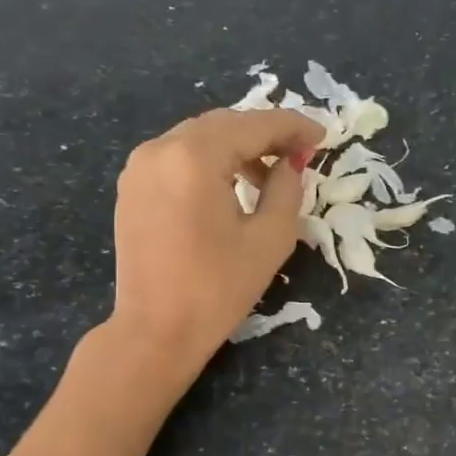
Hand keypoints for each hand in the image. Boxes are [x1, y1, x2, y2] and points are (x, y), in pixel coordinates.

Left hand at [107, 108, 320, 377]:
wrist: (156, 331)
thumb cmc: (218, 289)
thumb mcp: (270, 239)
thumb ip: (286, 189)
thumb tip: (290, 163)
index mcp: (194, 157)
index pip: (253, 125)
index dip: (293, 126)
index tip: (322, 135)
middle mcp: (160, 148)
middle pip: (224, 124)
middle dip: (265, 134)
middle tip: (300, 152)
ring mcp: (140, 166)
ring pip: (199, 138)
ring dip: (237, 148)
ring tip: (269, 174)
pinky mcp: (132, 187)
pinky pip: (178, 157)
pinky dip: (210, 162)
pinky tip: (231, 186)